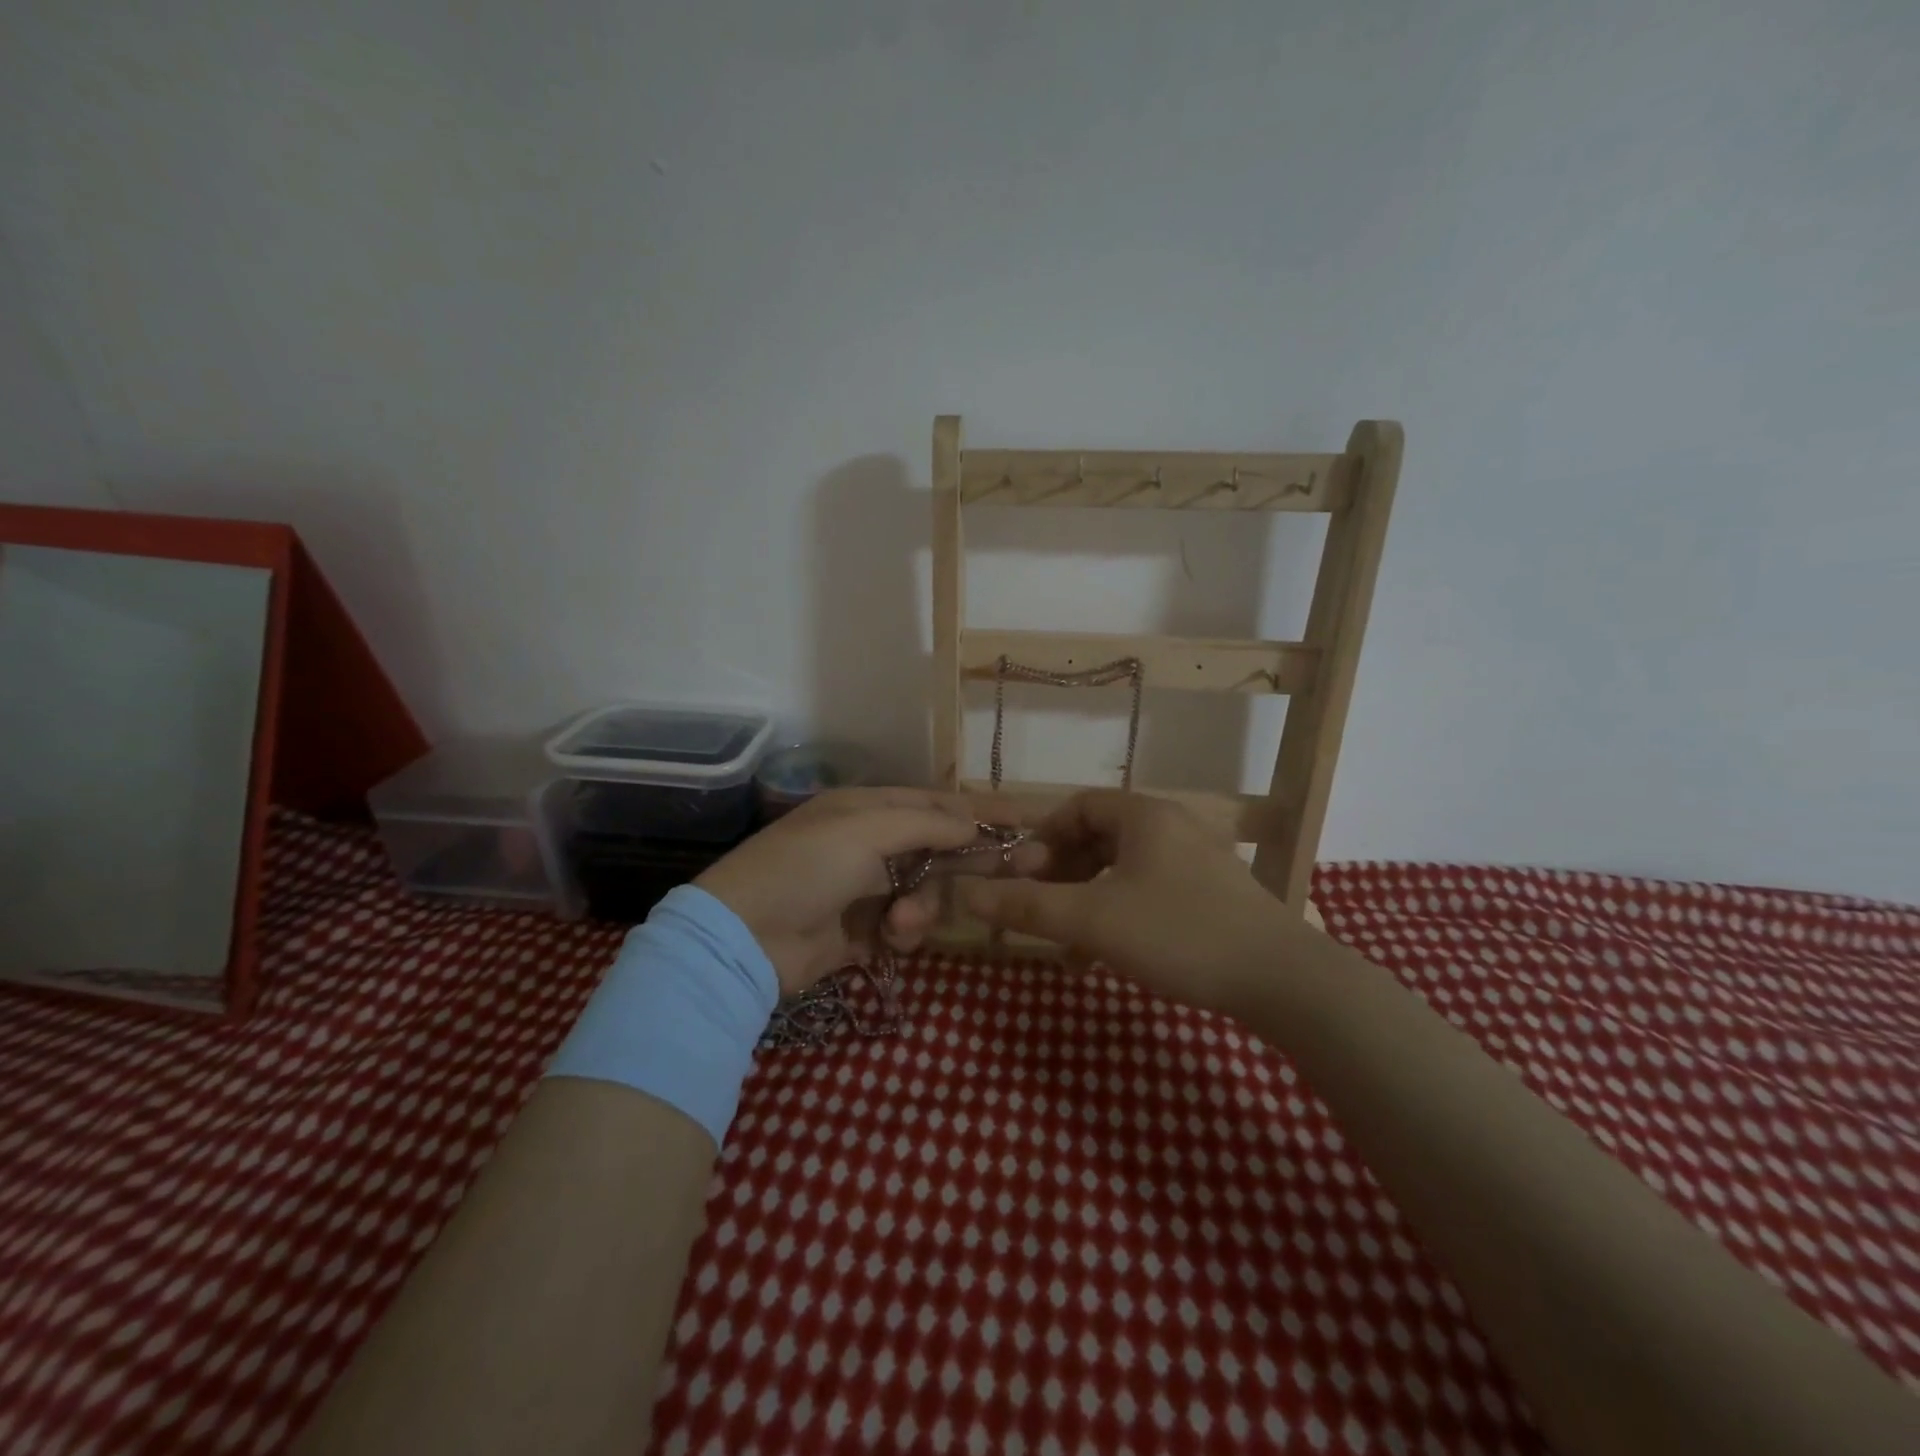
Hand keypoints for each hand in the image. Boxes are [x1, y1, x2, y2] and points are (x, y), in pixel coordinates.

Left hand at [693, 788, 1036, 995]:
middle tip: (1023, 868)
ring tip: (902, 921)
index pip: (935, 802)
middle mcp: (868, 844)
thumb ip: (926, 824)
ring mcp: (865, 889)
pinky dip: (903, 932)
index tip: (1024, 817)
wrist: (745, 938)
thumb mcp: (866, 830)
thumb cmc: (806, 867)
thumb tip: (973, 823)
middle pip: (937, 847)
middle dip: (971, 859)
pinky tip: (889, 939)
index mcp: (866, 809)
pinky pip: (904, 926)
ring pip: (925, 891)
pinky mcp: (861, 931)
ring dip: (923, 906)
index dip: (979, 808)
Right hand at [959, 790, 1309, 1017]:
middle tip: (1039, 908)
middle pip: (1098, 838)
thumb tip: (963, 893)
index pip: (1078, 806)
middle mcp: (1171, 828)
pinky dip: (1117, 916)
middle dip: (1060, 874)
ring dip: (1086, 901)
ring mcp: (1196, 863)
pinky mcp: (1212, 898)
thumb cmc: (1178, 933)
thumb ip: (1025, 905)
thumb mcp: (1091, 919)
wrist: (1283, 981)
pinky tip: (1104, 957)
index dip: (1041, 837)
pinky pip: (1148, 893)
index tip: (1020, 875)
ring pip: (1121, 871)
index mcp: (1144, 816)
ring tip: (1066, 945)